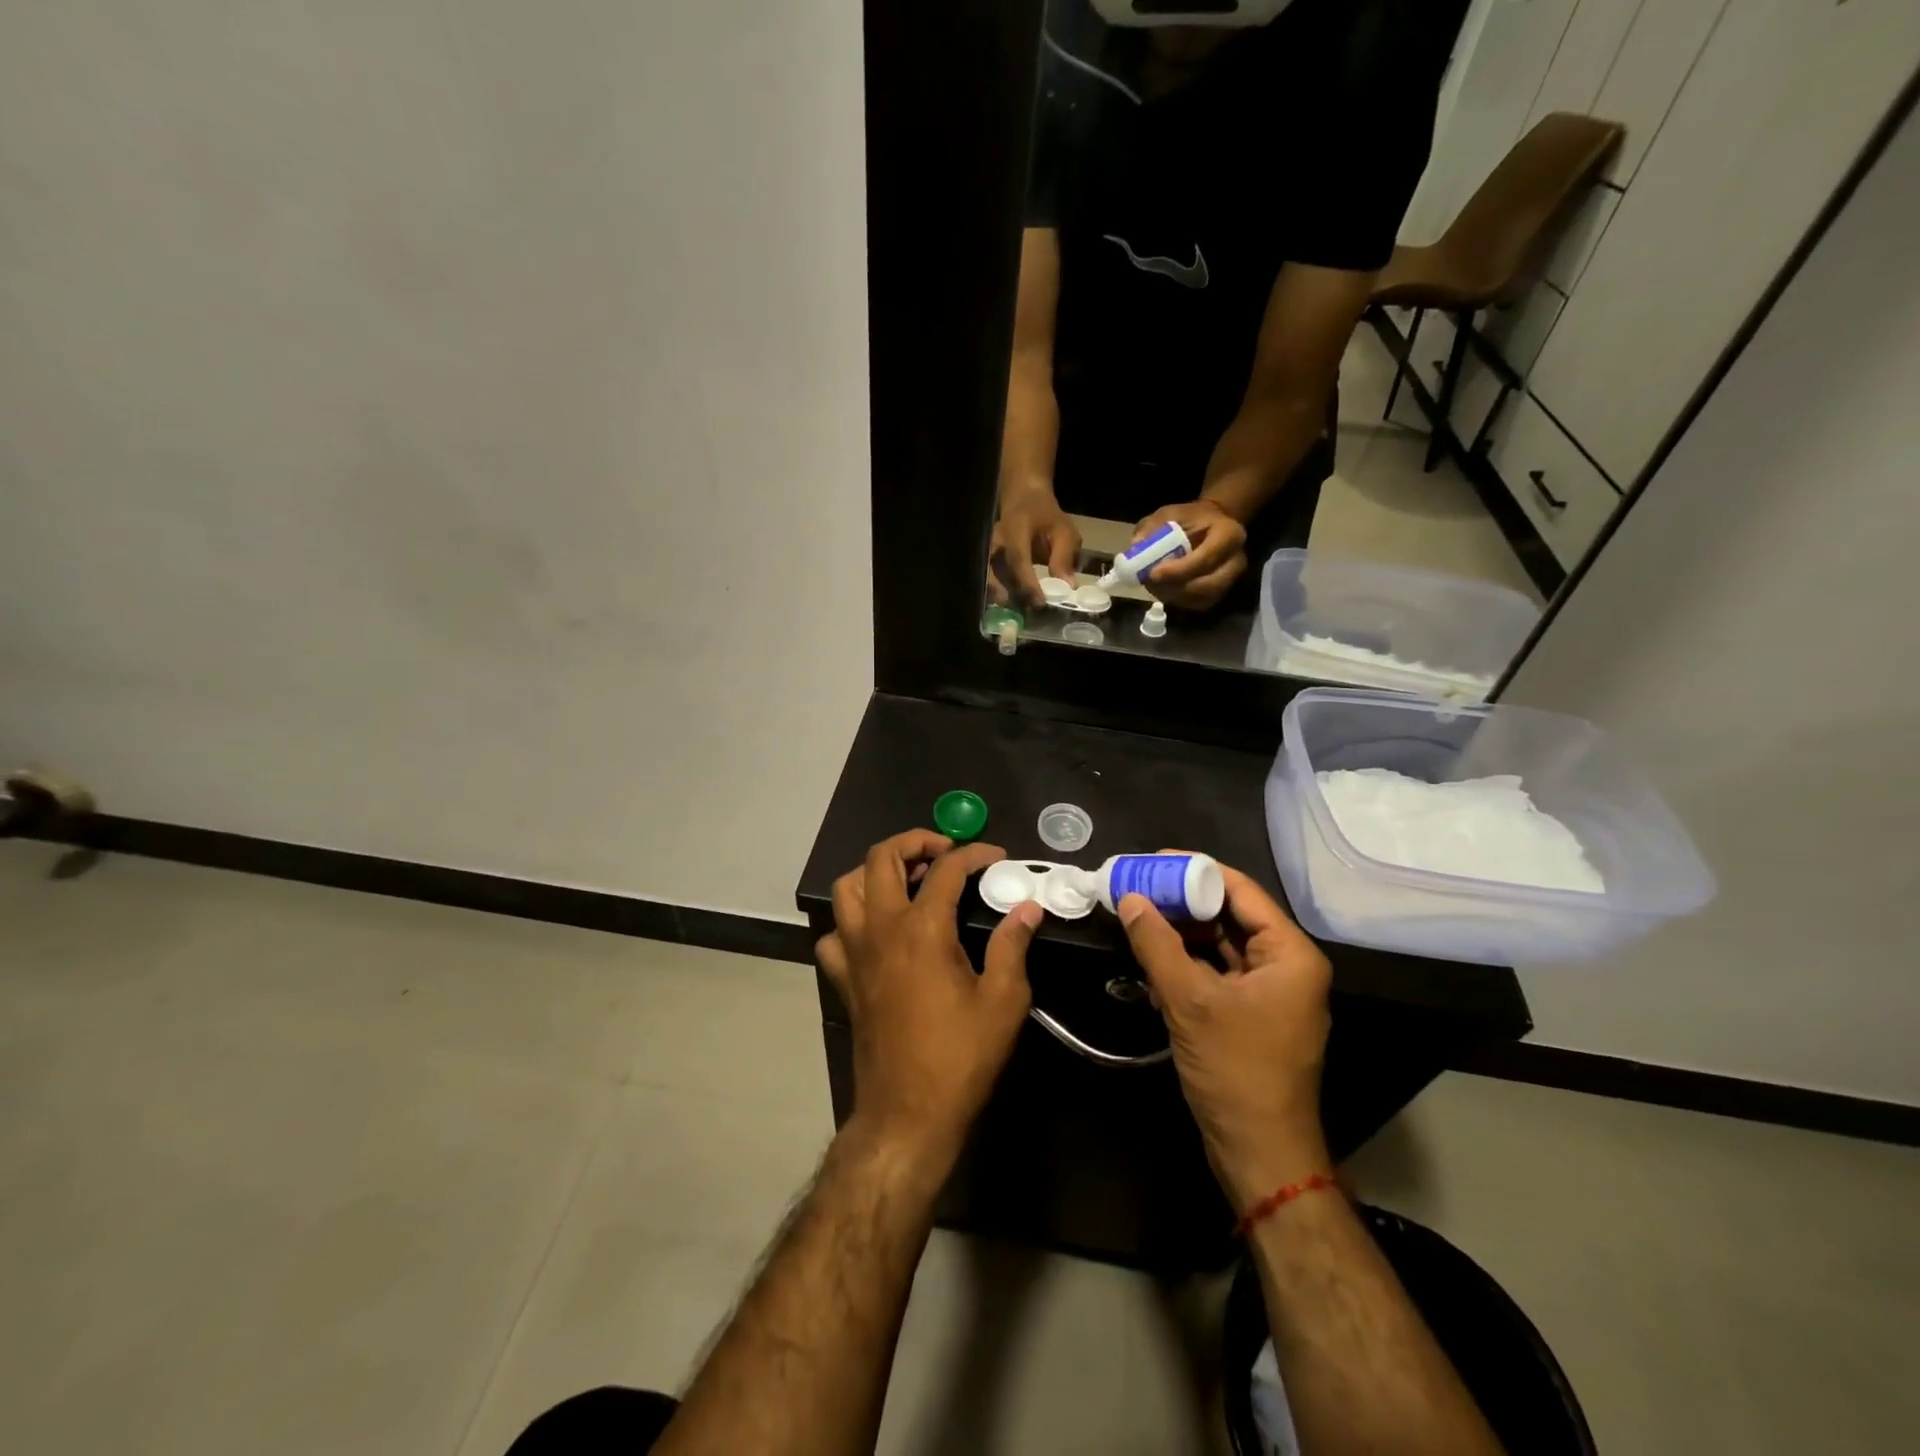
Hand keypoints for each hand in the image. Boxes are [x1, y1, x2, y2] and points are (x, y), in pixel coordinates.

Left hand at [816, 831, 1041, 1168]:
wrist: (908, 1113)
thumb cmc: (960, 1057)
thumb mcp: (1003, 1001)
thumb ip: (1013, 945)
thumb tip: (1028, 909)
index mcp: (922, 929)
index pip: (946, 869)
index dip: (974, 854)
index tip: (997, 857)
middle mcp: (881, 929)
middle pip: (880, 858)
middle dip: (913, 842)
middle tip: (944, 852)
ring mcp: (855, 953)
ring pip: (847, 888)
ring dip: (875, 872)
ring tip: (908, 880)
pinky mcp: (844, 979)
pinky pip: (835, 934)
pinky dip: (852, 921)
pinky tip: (878, 932)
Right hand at [989, 485, 1082, 607]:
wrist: (1024, 499)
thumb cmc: (1046, 516)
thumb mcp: (1064, 531)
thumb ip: (1064, 557)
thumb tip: (1068, 587)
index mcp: (1015, 530)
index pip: (1018, 559)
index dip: (1028, 583)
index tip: (1041, 603)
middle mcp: (996, 541)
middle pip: (997, 573)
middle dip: (1012, 595)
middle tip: (1029, 613)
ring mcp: (988, 551)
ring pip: (990, 579)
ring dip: (1005, 597)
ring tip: (1022, 613)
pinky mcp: (988, 560)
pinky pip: (991, 580)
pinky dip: (1001, 594)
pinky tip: (1014, 606)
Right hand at [1117, 862, 1332, 1211]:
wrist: (1261, 1154)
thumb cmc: (1236, 1070)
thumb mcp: (1189, 1001)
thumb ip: (1157, 944)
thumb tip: (1130, 898)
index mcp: (1289, 954)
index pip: (1241, 891)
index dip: (1196, 870)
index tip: (1152, 860)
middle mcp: (1285, 966)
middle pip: (1230, 916)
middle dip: (1182, 903)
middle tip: (1137, 887)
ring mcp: (1269, 993)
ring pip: (1220, 946)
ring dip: (1180, 935)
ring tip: (1137, 918)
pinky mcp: (1250, 1016)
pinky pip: (1216, 975)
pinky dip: (1185, 965)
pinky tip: (1150, 962)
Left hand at [1129, 499, 1247, 610]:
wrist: (1210, 525)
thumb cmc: (1190, 519)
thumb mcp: (1169, 514)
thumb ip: (1152, 528)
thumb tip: (1135, 548)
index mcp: (1229, 534)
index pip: (1206, 558)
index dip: (1179, 570)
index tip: (1153, 573)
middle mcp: (1236, 560)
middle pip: (1208, 585)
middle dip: (1175, 588)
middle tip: (1151, 582)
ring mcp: (1230, 580)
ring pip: (1202, 598)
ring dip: (1174, 596)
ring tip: (1153, 585)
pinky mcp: (1220, 593)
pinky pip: (1198, 604)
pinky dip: (1178, 601)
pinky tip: (1163, 589)